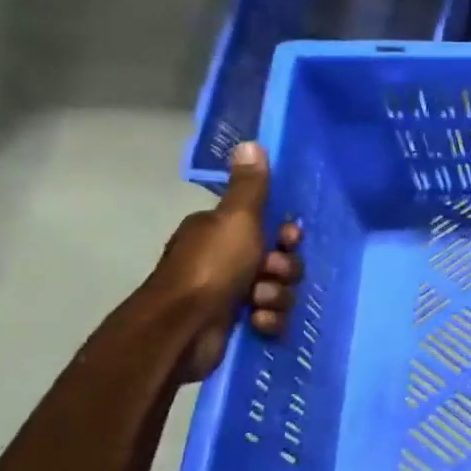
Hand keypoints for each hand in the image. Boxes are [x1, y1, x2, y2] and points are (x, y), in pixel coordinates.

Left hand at [154, 141, 305, 380]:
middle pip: (279, 259)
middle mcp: (223, 259)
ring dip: (276, 296)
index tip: (289, 240)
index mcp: (220, 232)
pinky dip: (268, 320)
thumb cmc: (211, 267)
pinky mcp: (234, 324)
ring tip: (258, 302)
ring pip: (278, 290)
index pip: (268, 226)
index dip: (285, 235)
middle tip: (270, 273)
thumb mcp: (237, 219)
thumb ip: (250, 186)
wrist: (182, 328)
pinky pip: (270, 318)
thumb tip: (250, 142)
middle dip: (283, 269)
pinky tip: (257, 322)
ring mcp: (228, 293)